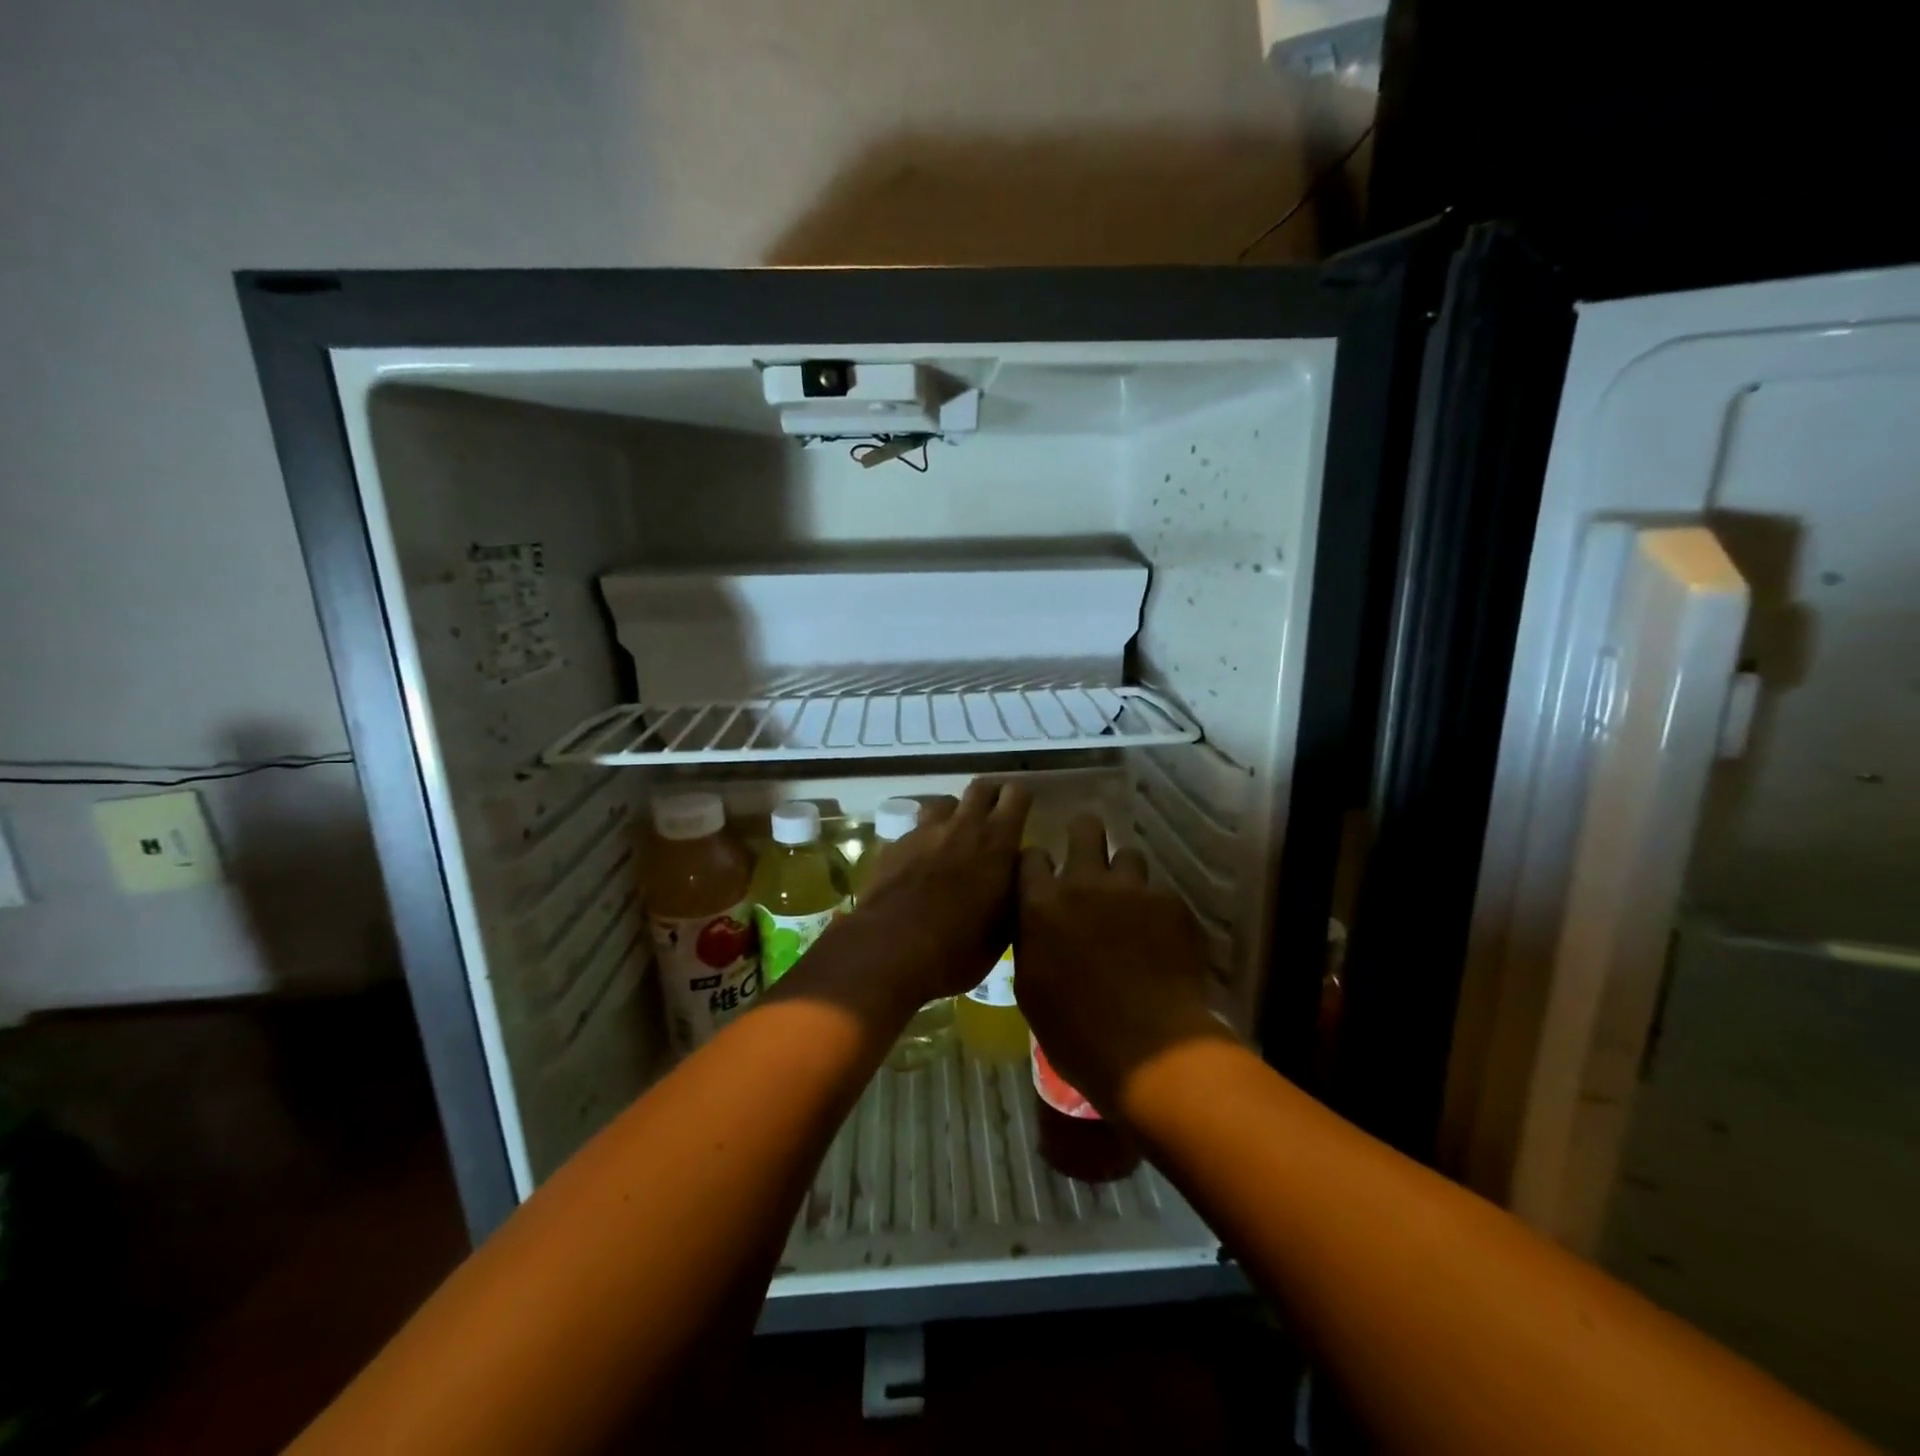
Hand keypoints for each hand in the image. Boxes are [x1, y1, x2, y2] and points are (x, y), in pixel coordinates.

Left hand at [850, 779, 1030, 1009]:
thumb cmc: (958, 947)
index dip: (1021, 799)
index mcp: (996, 841)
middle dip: (990, 797)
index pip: (1016, 794)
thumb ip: (1014, 889)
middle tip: (994, 817)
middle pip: (980, 787)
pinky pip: (916, 830)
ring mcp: (923, 832)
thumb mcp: (1004, 929)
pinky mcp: (894, 845)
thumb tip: (1016, 869)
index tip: (1024, 811)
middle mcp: (961, 826)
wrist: (889, 950)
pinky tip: (923, 864)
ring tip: (956, 838)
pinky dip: (926, 840)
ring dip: (955, 814)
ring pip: (945, 803)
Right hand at [1016, 813, 1231, 1118]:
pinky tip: (1161, 939)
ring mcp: (1132, 891)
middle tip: (1089, 861)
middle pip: (1085, 829)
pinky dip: (1156, 910)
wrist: (1149, 1051)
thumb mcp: (1030, 988)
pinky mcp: (1172, 905)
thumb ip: (1030, 941)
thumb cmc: (1075, 1032)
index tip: (1043, 878)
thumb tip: (1035, 925)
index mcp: (1041, 905)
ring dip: (1124, 875)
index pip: (1031, 856)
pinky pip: (1160, 893)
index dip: (1037, 864)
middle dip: (1085, 837)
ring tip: (1129, 904)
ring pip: (1129, 856)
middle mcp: (1084, 884)